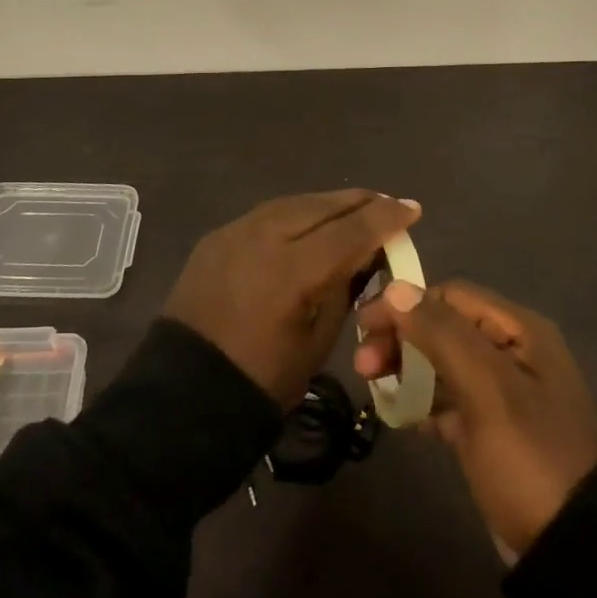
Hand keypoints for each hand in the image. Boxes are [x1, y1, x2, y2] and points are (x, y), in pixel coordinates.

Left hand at [164, 191, 420, 406]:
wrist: (184, 395)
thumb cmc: (262, 381)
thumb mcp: (317, 340)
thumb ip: (343, 288)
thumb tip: (365, 255)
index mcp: (292, 271)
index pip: (351, 231)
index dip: (386, 218)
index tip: (412, 209)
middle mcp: (263, 237)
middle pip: (322, 206)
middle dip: (360, 202)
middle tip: (388, 204)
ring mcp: (235, 231)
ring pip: (294, 203)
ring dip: (328, 203)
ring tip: (354, 207)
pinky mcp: (217, 236)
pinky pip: (267, 214)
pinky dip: (296, 213)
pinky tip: (310, 220)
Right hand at [355, 280, 596, 558]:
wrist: (574, 551)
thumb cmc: (529, 456)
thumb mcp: (486, 388)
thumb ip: (441, 334)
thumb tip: (395, 288)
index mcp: (519, 331)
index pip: (450, 296)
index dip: (405, 305)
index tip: (364, 326)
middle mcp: (512, 352)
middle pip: (443, 327)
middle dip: (401, 339)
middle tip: (363, 366)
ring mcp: (503, 393)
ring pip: (442, 363)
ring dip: (406, 368)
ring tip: (372, 387)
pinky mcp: (492, 430)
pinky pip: (449, 399)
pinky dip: (423, 401)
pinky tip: (400, 416)